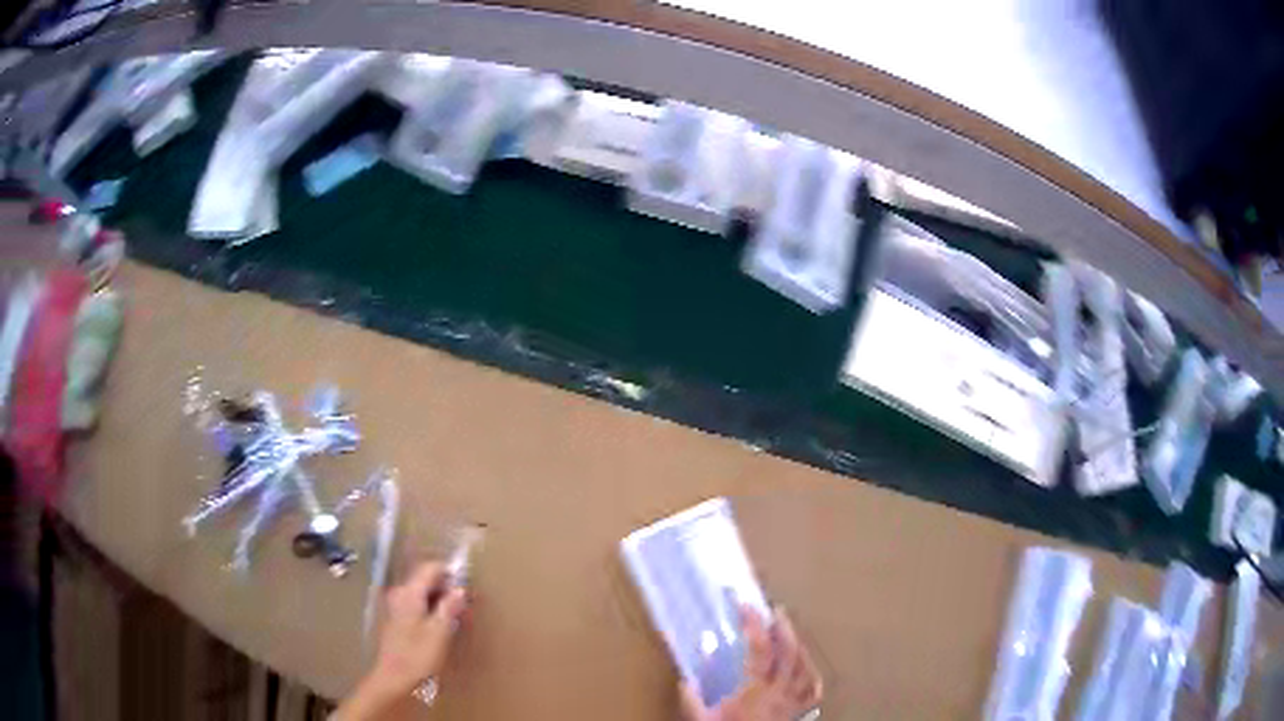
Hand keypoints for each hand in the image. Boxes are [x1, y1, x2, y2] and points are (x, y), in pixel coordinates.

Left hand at [334, 562, 467, 720]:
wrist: (395, 682)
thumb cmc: (418, 658)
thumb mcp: (440, 632)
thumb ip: (449, 607)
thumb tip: (460, 589)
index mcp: (409, 593)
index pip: (430, 569)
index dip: (451, 573)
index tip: (469, 587)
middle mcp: (400, 594)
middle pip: (426, 580)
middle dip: (447, 589)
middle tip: (467, 605)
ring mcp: (396, 608)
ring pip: (422, 594)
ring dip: (441, 601)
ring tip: (459, 618)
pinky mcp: (398, 622)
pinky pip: (418, 606)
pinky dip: (432, 611)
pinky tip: (443, 628)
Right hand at [680, 606, 821, 720]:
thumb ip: (692, 701)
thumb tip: (685, 679)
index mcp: (755, 690)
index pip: (759, 649)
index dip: (753, 624)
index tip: (744, 604)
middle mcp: (780, 693)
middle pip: (790, 653)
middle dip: (784, 628)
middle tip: (775, 610)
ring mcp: (793, 703)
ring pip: (805, 668)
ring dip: (799, 647)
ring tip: (791, 633)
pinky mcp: (798, 714)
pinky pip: (812, 692)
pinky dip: (811, 675)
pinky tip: (806, 668)